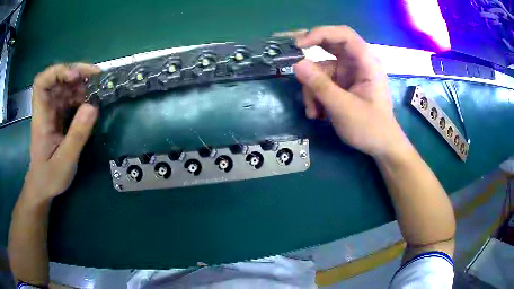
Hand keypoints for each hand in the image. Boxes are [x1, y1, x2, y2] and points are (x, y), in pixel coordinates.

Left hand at [23, 64, 99, 202]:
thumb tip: (93, 105)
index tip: (75, 77)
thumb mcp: (65, 162)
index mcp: (41, 117)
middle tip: (95, 77)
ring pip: (64, 87)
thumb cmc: (49, 177)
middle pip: (56, 79)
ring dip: (80, 84)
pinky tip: (90, 102)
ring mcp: (51, 112)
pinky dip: (80, 96)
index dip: (58, 72)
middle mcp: (45, 109)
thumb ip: (77, 135)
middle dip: (75, 73)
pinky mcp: (57, 117)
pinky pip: (68, 99)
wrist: (42, 187)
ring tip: (96, 89)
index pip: (42, 82)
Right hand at [292, 26, 407, 157]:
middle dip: (311, 59)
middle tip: (292, 64)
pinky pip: (323, 82)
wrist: (381, 146)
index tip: (298, 45)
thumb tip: (296, 64)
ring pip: (322, 69)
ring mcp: (349, 74)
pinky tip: (317, 114)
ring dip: (313, 89)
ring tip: (313, 112)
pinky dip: (316, 96)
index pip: (344, 35)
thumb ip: (320, 86)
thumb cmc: (370, 128)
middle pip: (329, 47)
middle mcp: (357, 63)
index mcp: (367, 63)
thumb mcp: (343, 108)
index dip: (320, 33)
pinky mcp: (343, 85)